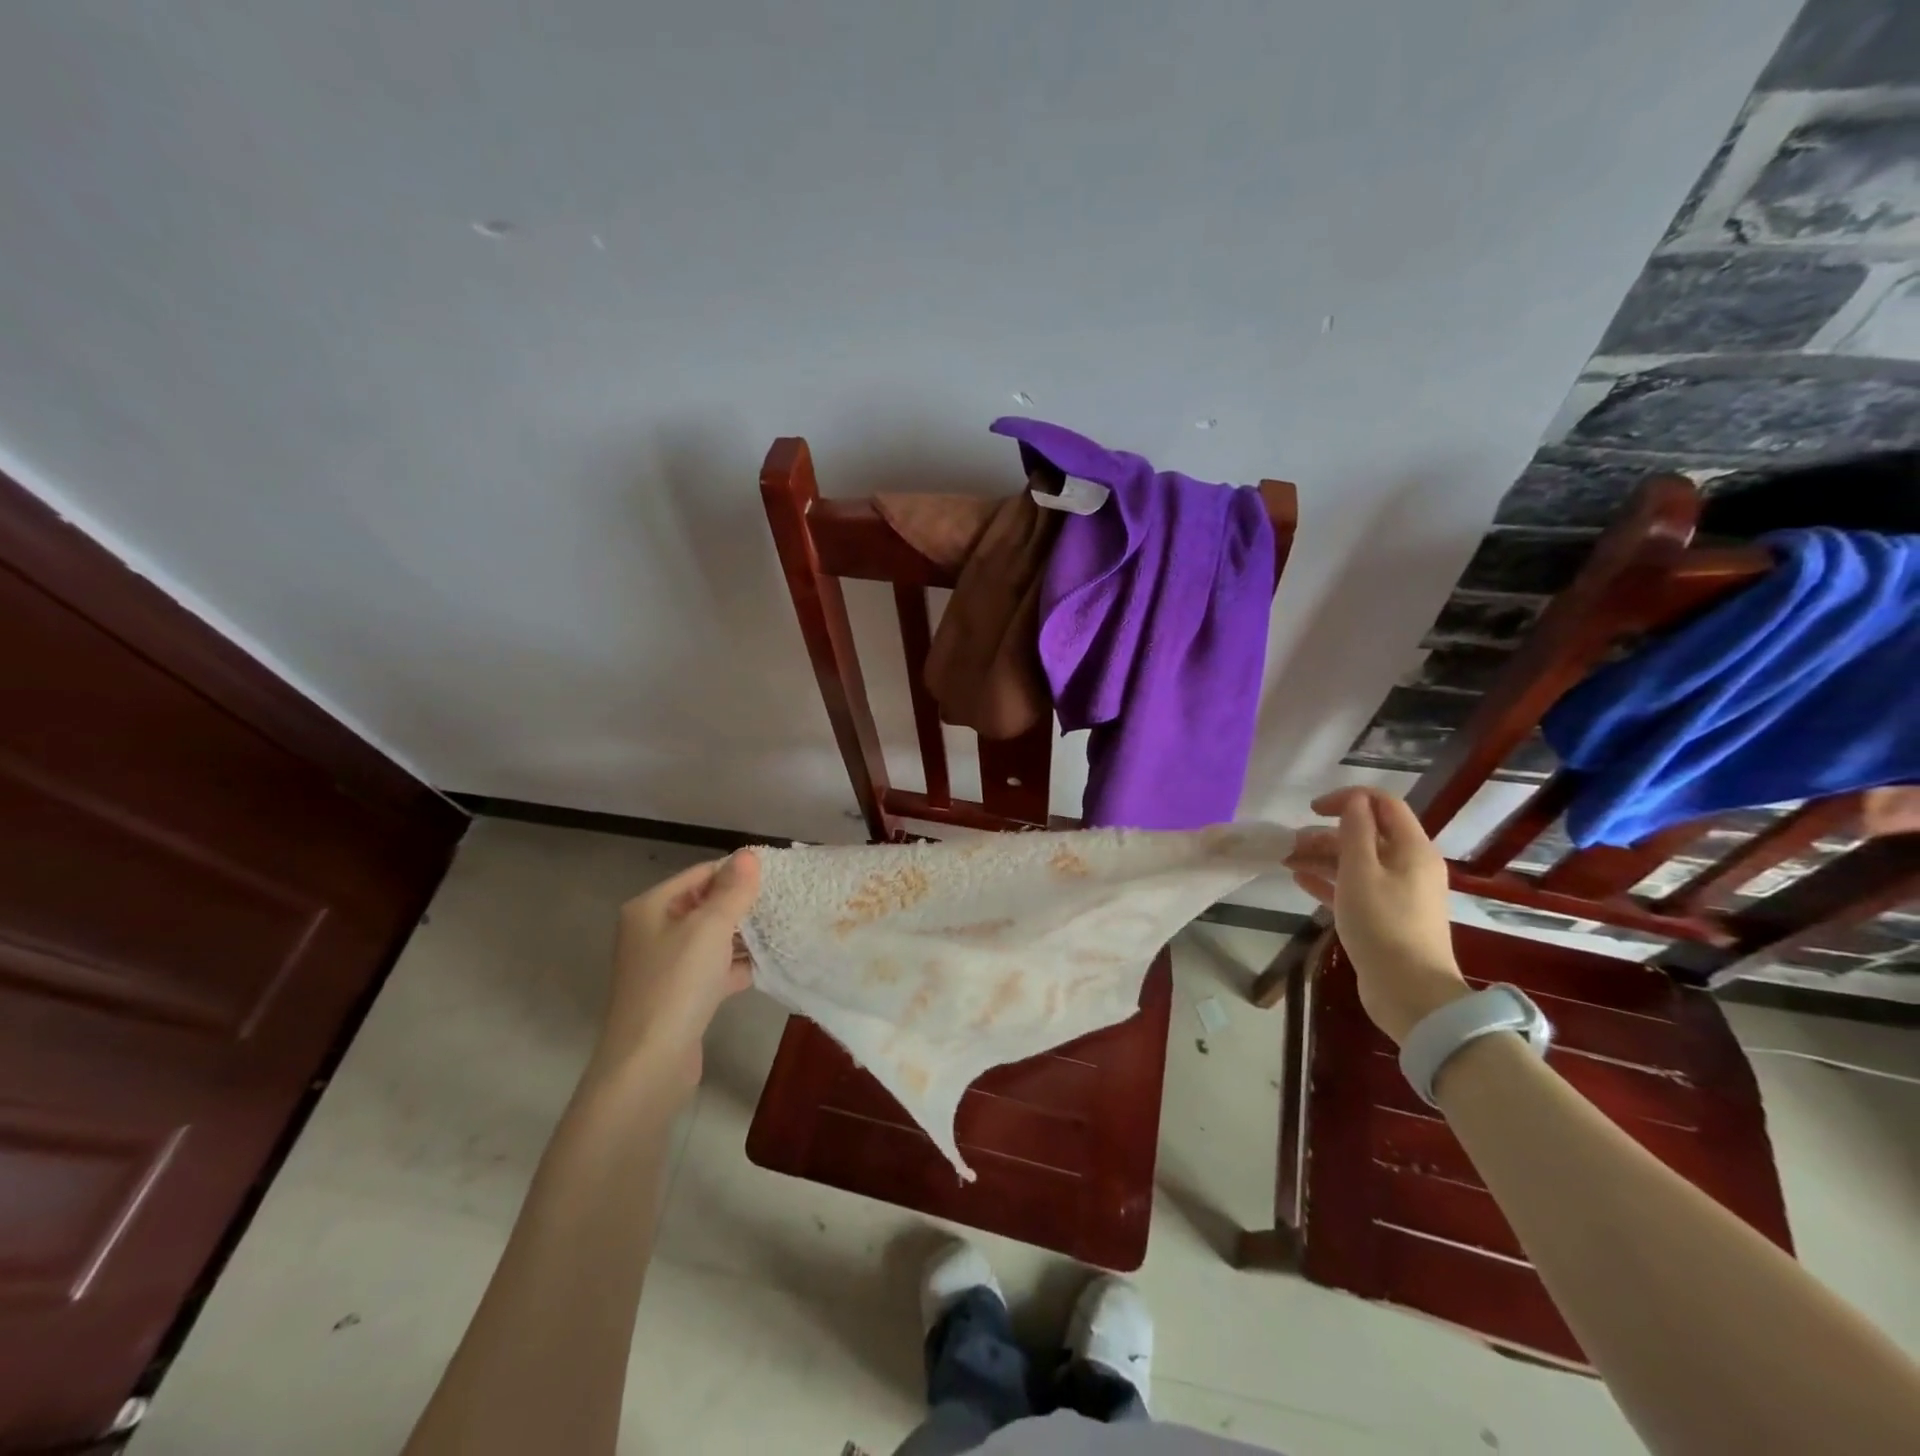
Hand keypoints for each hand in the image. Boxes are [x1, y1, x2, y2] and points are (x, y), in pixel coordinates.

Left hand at [590, 850, 761, 1092]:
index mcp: (651, 907)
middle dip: (742, 904)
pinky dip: (736, 966)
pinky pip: (713, 969)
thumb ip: (733, 890)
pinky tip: (768, 965)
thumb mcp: (710, 928)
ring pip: (711, 939)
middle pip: (704, 906)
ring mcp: (665, 966)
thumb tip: (749, 854)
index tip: (776, 876)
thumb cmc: (677, 983)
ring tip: (782, 929)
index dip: (736, 872)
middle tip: (783, 902)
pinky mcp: (679, 996)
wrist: (649, 1064)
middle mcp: (652, 932)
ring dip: (742, 935)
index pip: (700, 874)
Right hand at [1284, 788, 1468, 1044]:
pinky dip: (1328, 880)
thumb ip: (1355, 831)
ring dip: (1322, 857)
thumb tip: (1353, 800)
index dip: (1348, 799)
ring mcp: (1398, 893)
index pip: (1383, 804)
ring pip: (1357, 862)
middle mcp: (1409, 865)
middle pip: (1367, 835)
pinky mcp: (1385, 916)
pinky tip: (1299, 880)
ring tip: (1287, 861)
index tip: (1313, 810)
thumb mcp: (1361, 871)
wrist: (1409, 992)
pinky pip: (1354, 887)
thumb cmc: (1383, 924)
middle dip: (1327, 833)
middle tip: (1292, 844)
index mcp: (1412, 849)